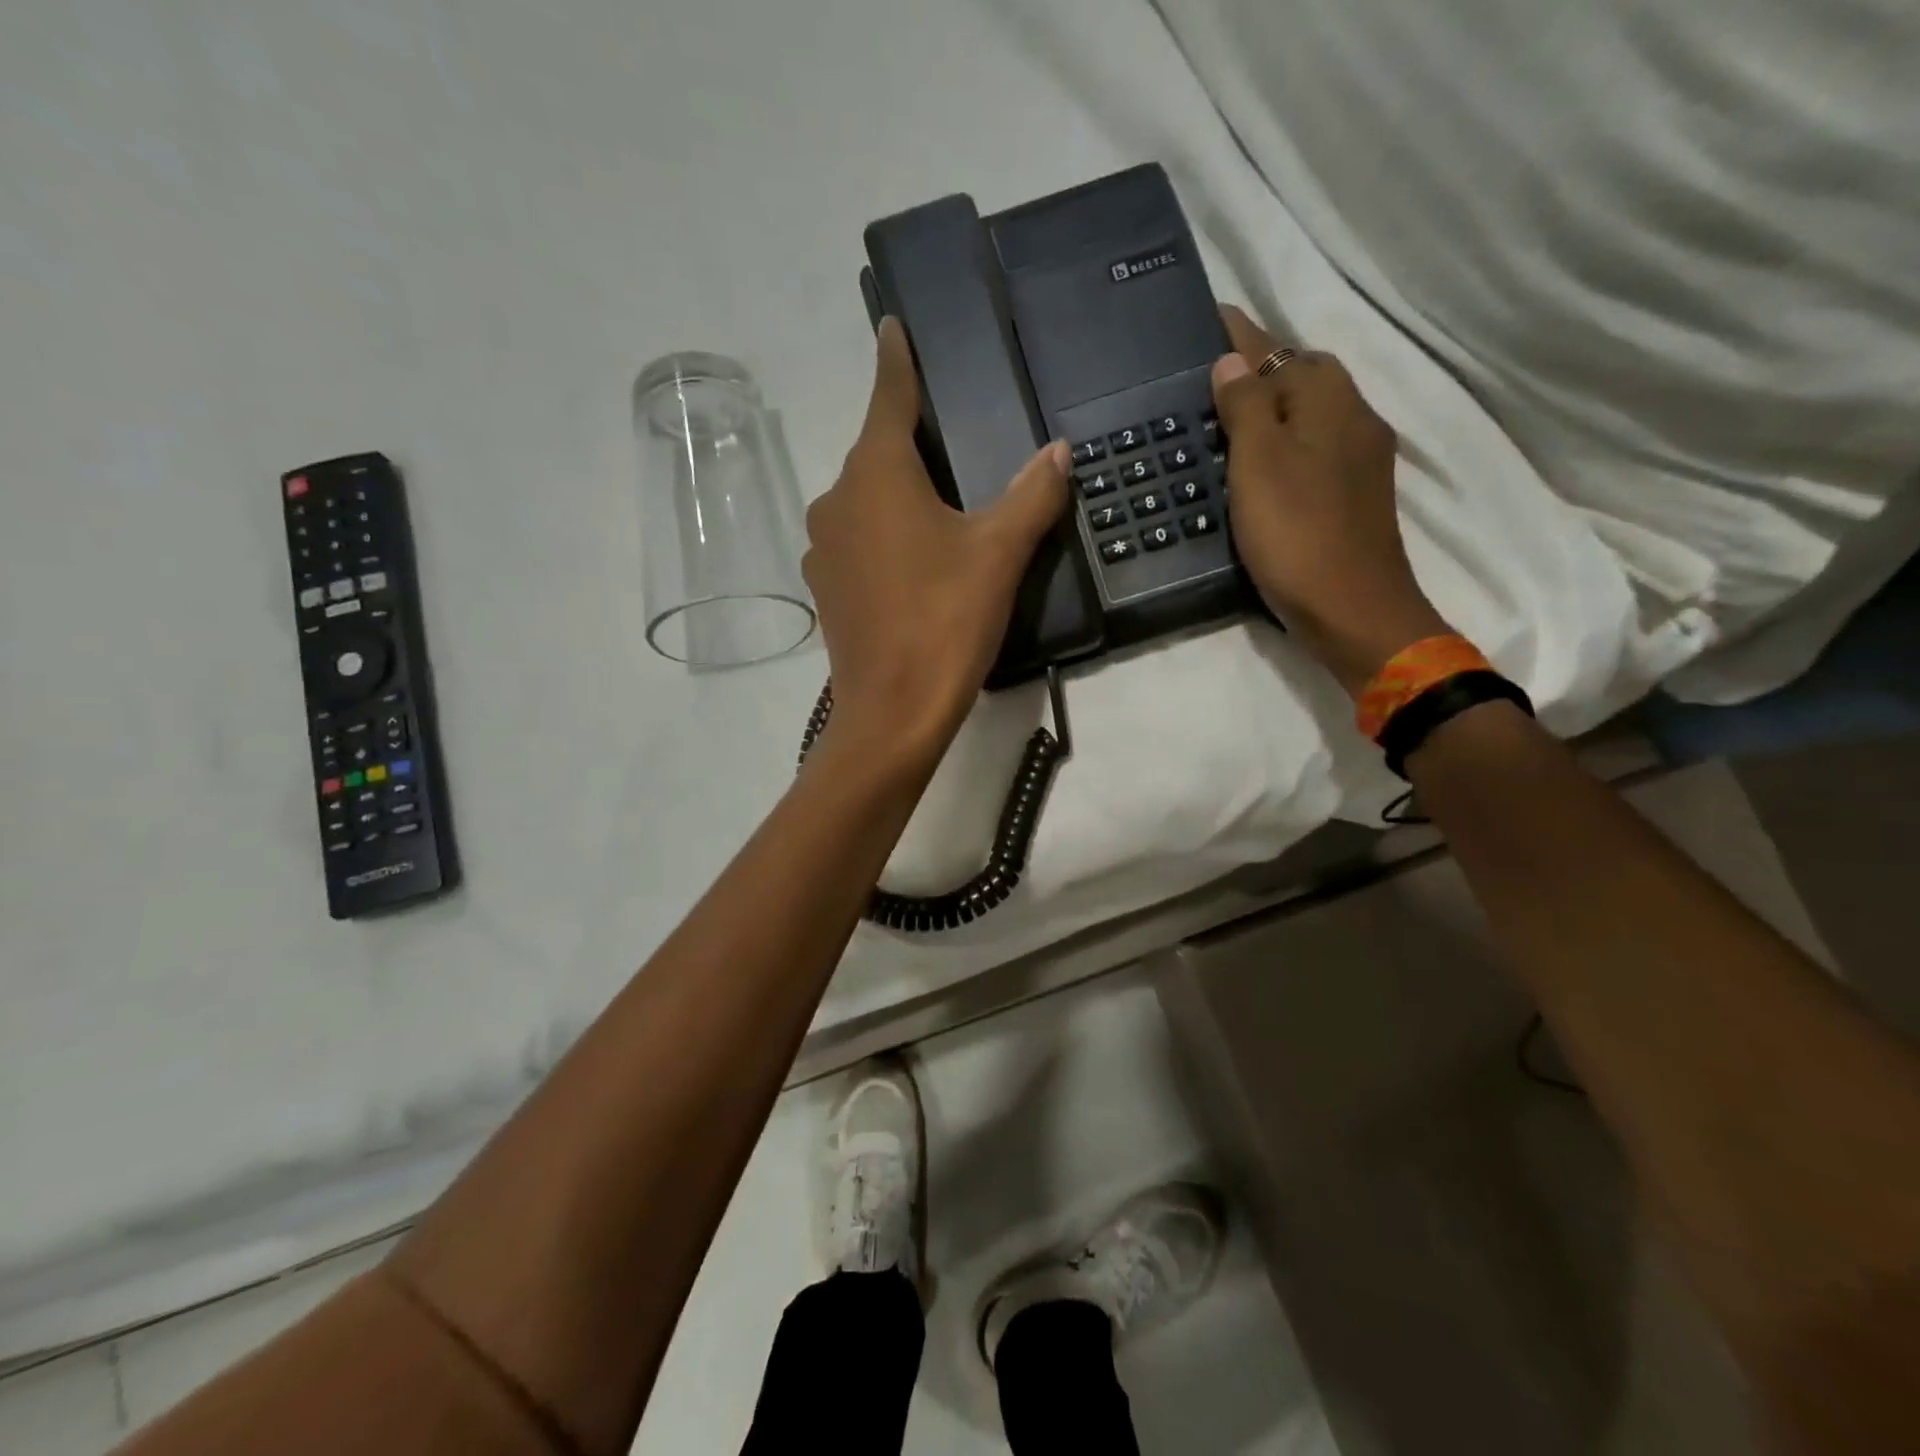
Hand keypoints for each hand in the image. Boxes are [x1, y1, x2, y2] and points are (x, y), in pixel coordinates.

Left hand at [804, 318, 1069, 766]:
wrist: (891, 713)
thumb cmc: (945, 621)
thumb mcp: (999, 554)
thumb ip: (1031, 494)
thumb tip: (1058, 451)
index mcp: (876, 473)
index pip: (888, 395)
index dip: (896, 359)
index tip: (894, 325)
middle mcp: (838, 498)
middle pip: (877, 450)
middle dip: (911, 437)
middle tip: (953, 432)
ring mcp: (825, 547)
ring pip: (866, 499)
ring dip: (898, 492)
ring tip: (942, 500)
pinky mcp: (828, 588)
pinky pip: (860, 540)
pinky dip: (886, 533)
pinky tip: (916, 556)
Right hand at [1213, 304, 1450, 696]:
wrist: (1352, 608)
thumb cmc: (1297, 532)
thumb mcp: (1257, 463)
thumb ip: (1245, 406)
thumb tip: (1232, 361)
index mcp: (1327, 399)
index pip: (1276, 350)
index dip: (1241, 335)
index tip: (1211, 317)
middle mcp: (1352, 416)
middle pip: (1300, 377)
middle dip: (1259, 371)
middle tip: (1209, 382)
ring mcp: (1359, 457)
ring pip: (1308, 416)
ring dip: (1271, 410)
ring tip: (1225, 422)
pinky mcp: (1354, 494)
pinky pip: (1312, 449)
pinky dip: (1283, 445)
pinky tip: (1258, 467)